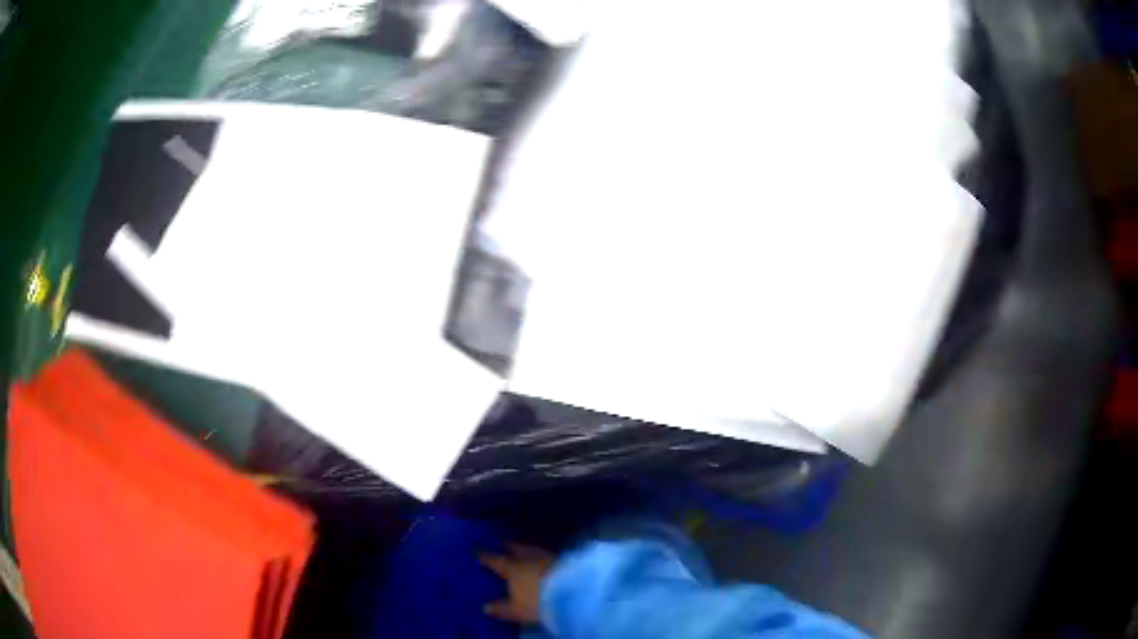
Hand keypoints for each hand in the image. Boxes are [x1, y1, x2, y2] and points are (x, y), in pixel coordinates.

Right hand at [479, 542, 555, 623]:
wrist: (574, 592)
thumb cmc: (539, 601)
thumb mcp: (517, 610)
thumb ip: (501, 608)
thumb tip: (485, 607)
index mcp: (512, 568)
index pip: (495, 560)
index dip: (485, 557)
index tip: (478, 553)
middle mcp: (527, 558)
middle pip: (515, 549)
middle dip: (508, 546)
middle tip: (502, 543)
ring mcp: (547, 556)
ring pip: (532, 549)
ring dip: (526, 548)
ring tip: (522, 549)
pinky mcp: (563, 559)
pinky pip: (546, 553)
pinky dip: (540, 554)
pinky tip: (542, 557)